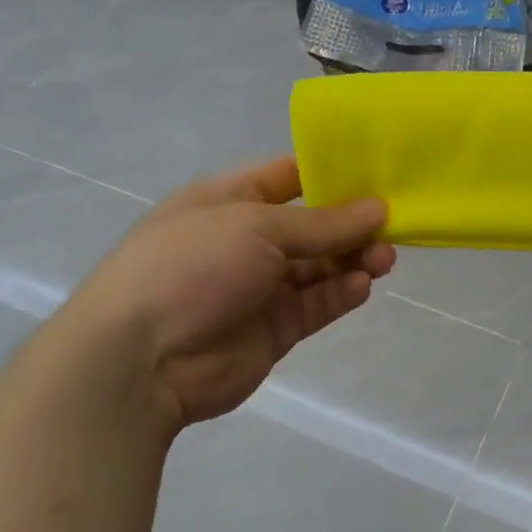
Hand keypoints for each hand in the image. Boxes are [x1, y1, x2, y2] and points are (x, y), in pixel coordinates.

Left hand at [64, 157, 391, 427]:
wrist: (140, 359)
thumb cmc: (191, 266)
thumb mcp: (257, 226)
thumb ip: (323, 222)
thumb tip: (378, 208)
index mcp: (231, 200)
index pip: (290, 176)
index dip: (333, 172)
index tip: (380, 174)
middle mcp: (248, 240)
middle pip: (314, 225)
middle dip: (353, 224)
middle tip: (392, 228)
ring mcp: (262, 287)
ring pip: (321, 266)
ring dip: (354, 259)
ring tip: (384, 260)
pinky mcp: (276, 328)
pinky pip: (317, 304)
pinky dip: (341, 293)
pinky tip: (360, 286)